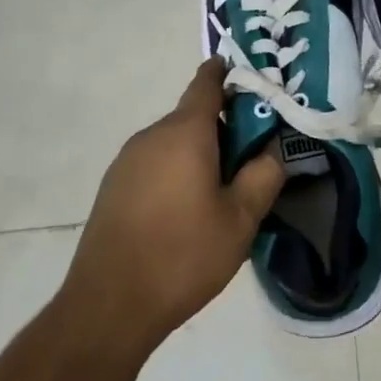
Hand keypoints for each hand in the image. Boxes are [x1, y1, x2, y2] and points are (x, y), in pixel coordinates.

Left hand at [62, 59, 285, 357]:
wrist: (109, 306)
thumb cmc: (183, 255)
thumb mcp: (241, 219)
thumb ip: (263, 175)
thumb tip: (271, 150)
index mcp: (184, 133)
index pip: (207, 84)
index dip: (228, 74)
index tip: (249, 78)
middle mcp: (151, 136)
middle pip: (193, 116)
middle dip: (224, 128)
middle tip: (253, 157)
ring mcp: (127, 162)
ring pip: (174, 142)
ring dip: (200, 153)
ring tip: (223, 191)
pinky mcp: (113, 187)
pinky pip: (155, 164)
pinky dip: (177, 171)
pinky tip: (187, 211)